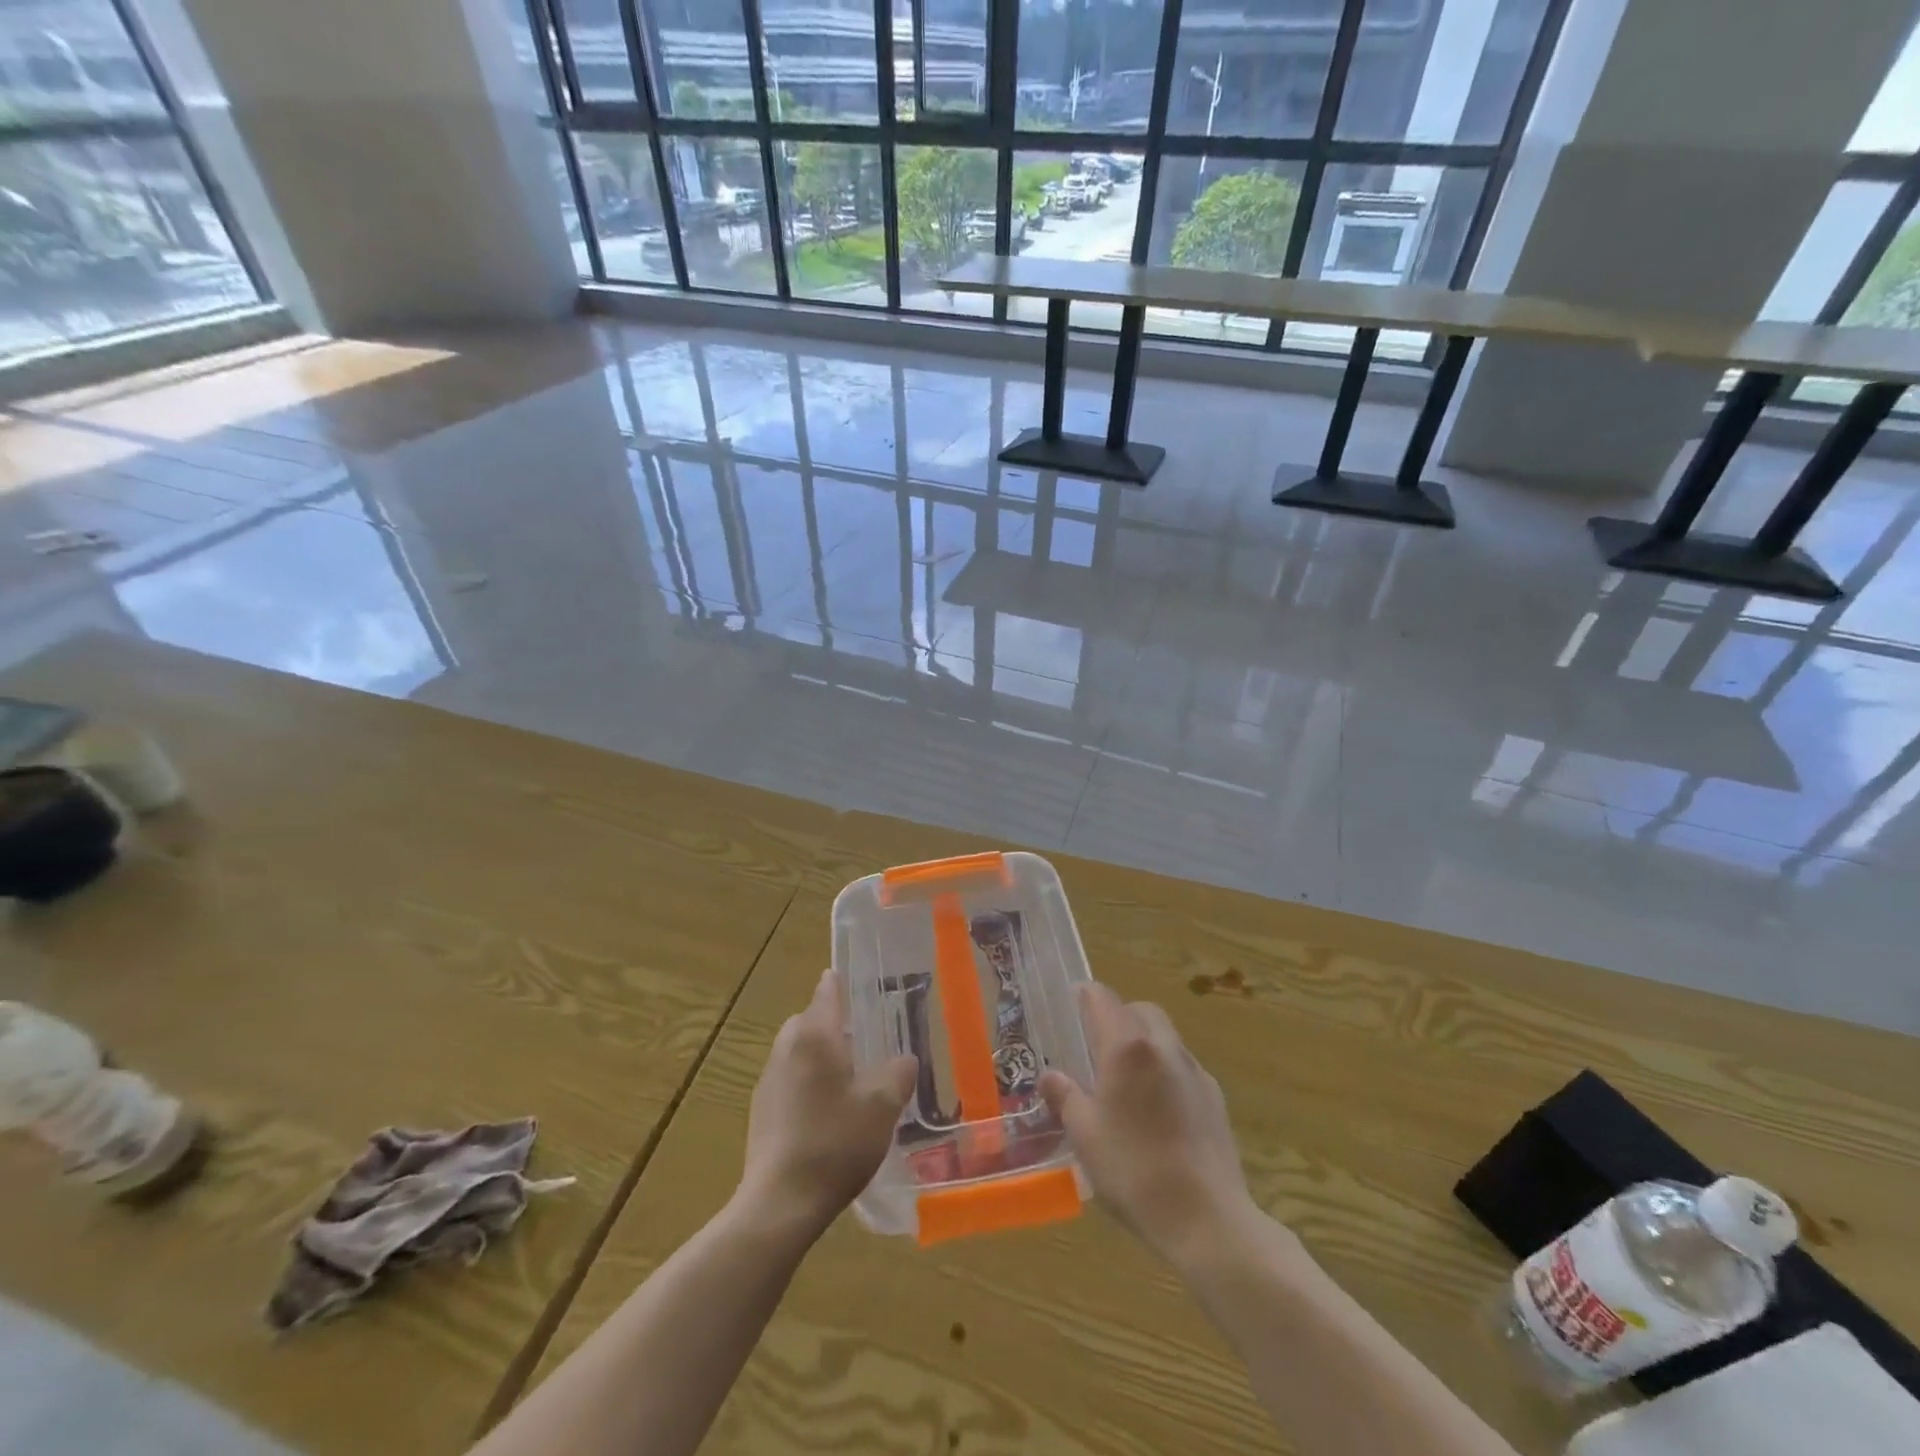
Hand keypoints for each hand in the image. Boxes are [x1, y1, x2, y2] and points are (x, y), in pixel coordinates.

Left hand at [736, 969, 916, 1240]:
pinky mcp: (761, 1111)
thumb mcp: (882, 1106)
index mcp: (814, 1035)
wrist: (780, 1203)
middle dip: (833, 1024)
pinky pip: (789, 1080)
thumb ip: (898, 1073)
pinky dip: (807, 1083)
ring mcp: (768, 1080)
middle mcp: (786, 1048)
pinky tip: (828, 1114)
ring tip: (851, 1080)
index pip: (827, 991)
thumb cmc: (835, 1142)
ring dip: (820, 1056)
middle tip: (865, 1041)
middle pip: (809, 1020)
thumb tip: (904, 1059)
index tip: (863, 982)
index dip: (844, 982)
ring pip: (797, 1051)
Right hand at [1039, 982, 1259, 1266]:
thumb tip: (1050, 1076)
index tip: (1069, 1006)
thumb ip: (1065, 1096)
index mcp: (1127, 1047)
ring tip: (1125, 1084)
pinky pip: (1183, 1068)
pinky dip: (1165, 1072)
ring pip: (1165, 1037)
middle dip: (1117, 1017)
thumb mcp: (1085, 1134)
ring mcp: (1195, 1070)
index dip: (1083, 996)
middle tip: (1096, 1047)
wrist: (1206, 1219)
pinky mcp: (1215, 1098)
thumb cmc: (1134, 1170)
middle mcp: (1164, 1046)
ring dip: (1143, 1044)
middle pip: (1139, 1010)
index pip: (1102, 997)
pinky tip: (1156, 1113)